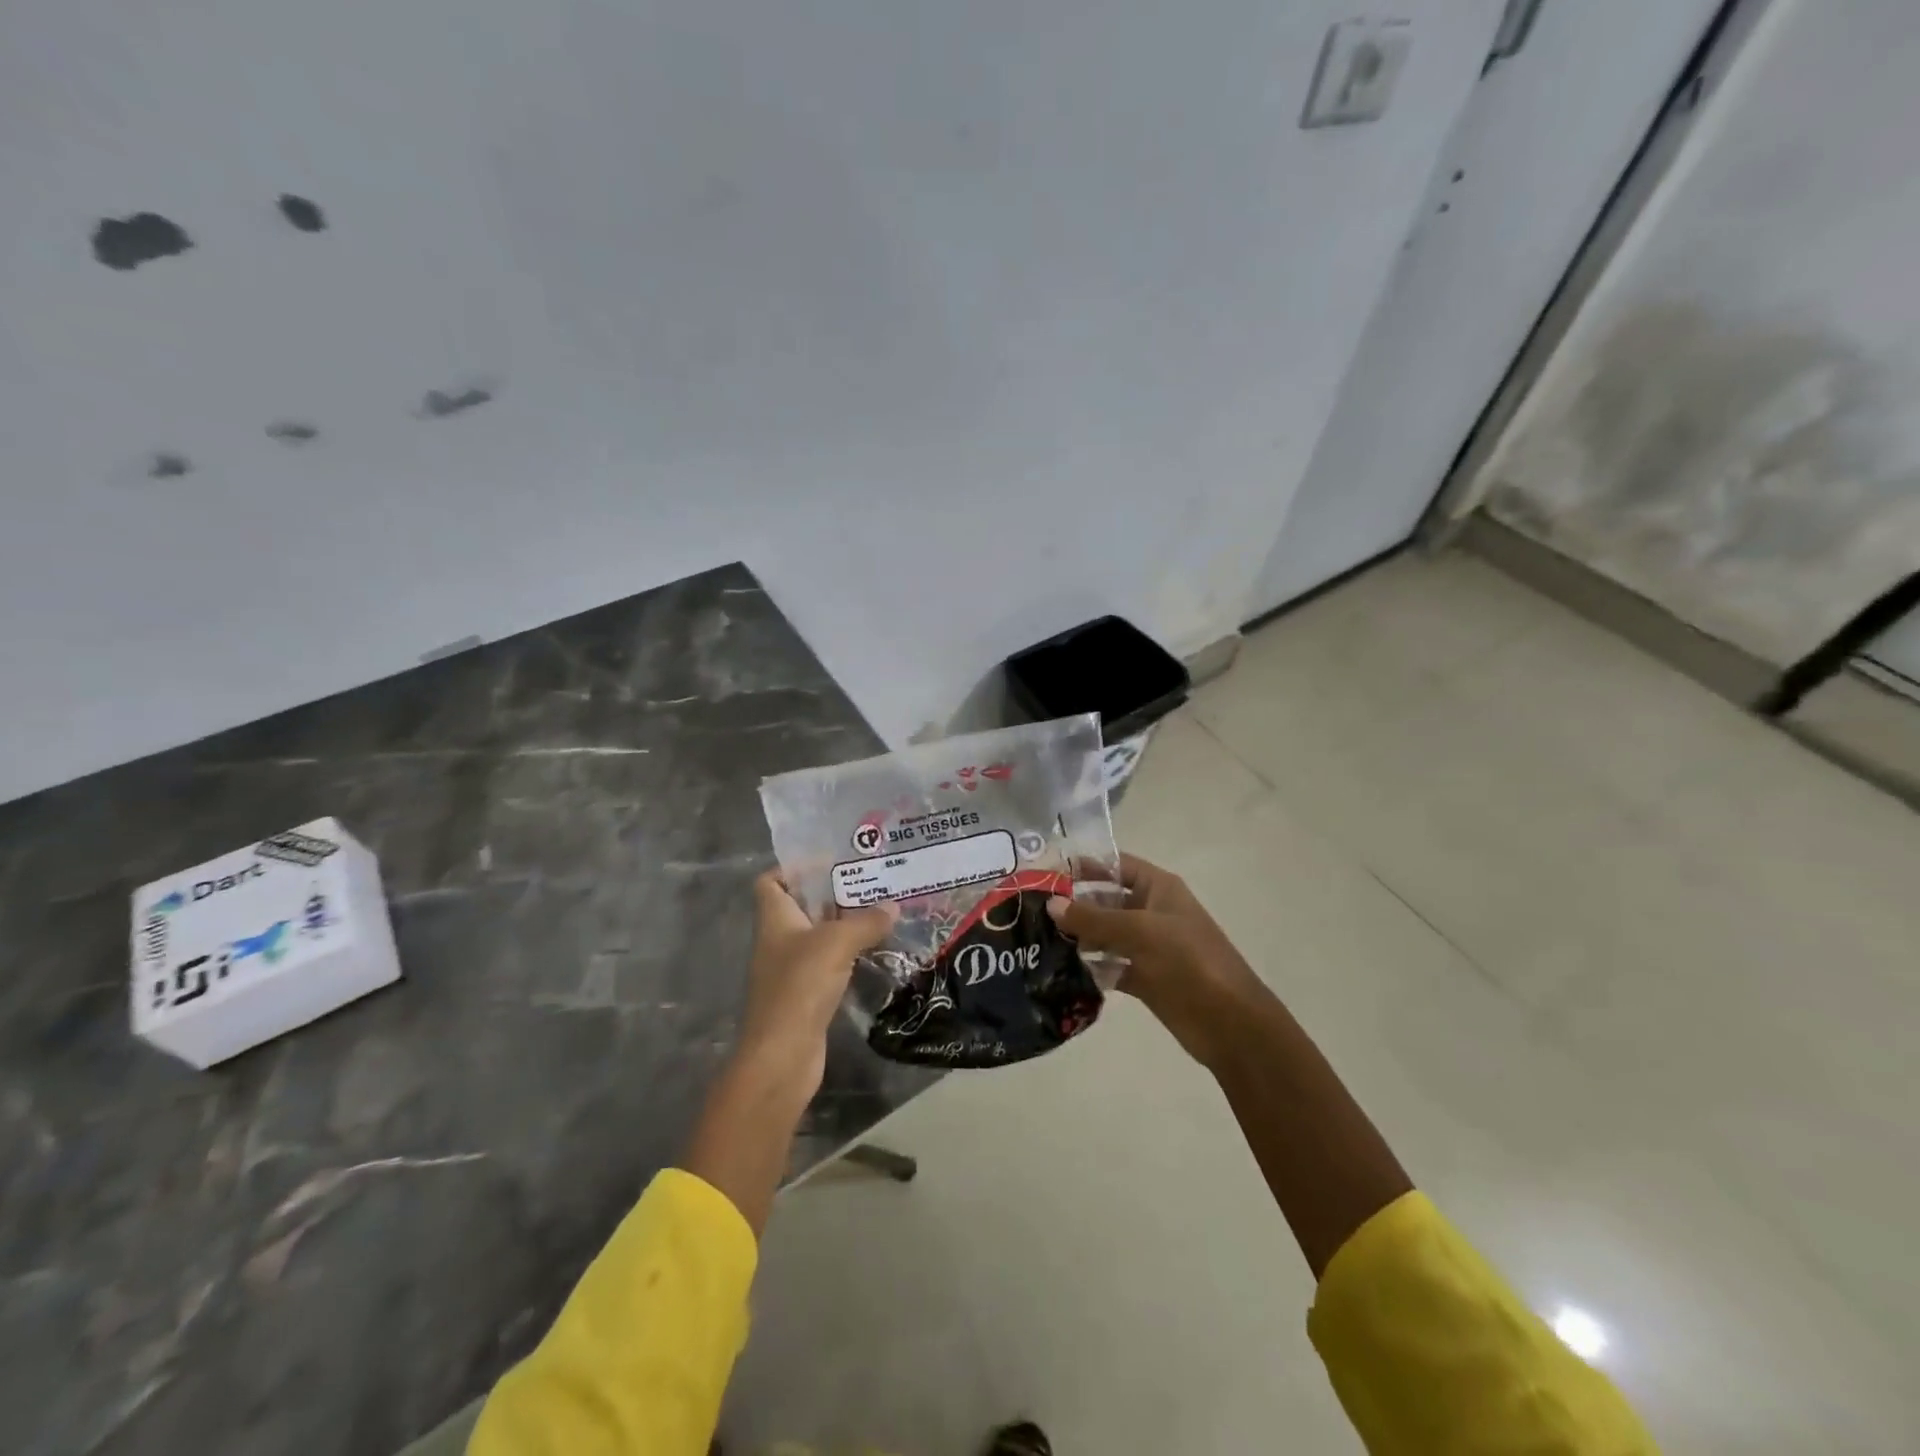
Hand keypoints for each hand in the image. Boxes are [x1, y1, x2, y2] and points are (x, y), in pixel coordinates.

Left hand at [736, 871, 895, 1093]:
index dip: (794, 868)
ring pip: (819, 936)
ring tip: (882, 911)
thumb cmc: (800, 986)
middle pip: (802, 907)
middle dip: (834, 894)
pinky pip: (830, 964)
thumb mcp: (837, 943)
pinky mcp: (807, 995)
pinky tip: (876, 951)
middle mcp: (779, 940)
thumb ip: (866, 921)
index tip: (831, 863)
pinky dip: (849, 955)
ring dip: (846, 925)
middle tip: (872, 882)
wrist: (782, 1056)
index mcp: (775, 919)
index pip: (771, 881)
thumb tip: (892, 905)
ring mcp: (792, 969)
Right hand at [1047, 853, 1263, 1068]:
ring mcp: (1148, 947)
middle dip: (1074, 904)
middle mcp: (1152, 912)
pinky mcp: (1144, 978)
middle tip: (1031, 910)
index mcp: (1159, 888)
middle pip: (1106, 900)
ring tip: (1037, 941)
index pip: (1116, 865)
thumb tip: (1051, 904)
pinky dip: (1090, 968)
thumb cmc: (1189, 961)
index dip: (1084, 865)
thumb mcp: (1140, 931)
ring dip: (1077, 938)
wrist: (1230, 1023)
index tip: (1045, 872)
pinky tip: (1059, 971)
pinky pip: (1110, 966)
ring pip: (1105, 935)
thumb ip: (1094, 918)